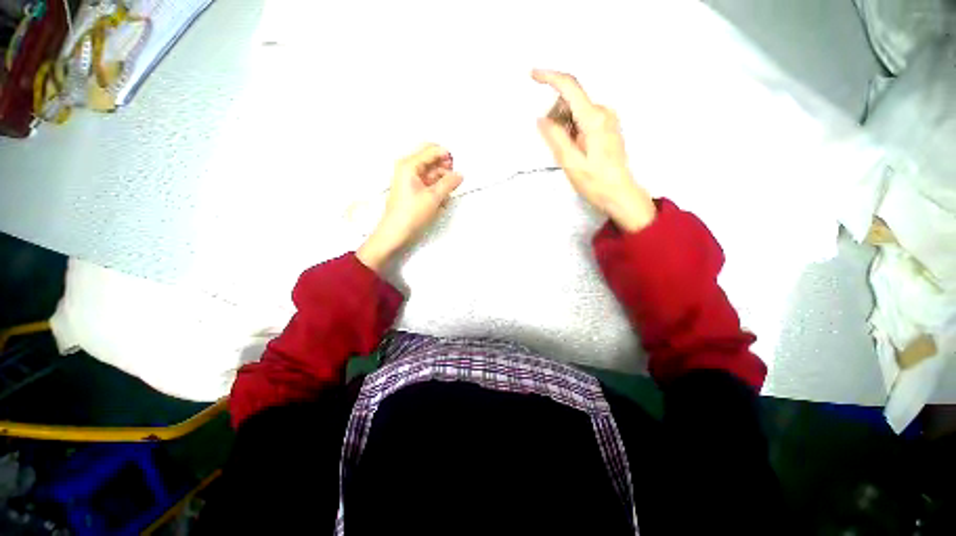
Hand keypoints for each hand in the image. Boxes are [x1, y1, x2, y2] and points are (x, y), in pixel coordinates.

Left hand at [357, 143, 462, 271]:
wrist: (395, 233)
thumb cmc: (409, 215)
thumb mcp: (434, 197)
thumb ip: (449, 183)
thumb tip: (459, 175)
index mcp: (409, 164)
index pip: (432, 150)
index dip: (447, 156)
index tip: (458, 167)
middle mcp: (407, 168)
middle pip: (432, 160)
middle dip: (445, 170)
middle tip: (454, 181)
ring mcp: (409, 179)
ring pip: (432, 173)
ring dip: (442, 182)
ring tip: (447, 196)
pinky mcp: (412, 190)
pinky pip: (428, 183)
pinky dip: (436, 190)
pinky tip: (441, 201)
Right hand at [533, 69, 655, 232]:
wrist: (620, 194)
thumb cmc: (596, 182)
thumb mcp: (570, 162)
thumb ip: (555, 138)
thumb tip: (541, 119)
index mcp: (594, 119)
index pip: (570, 88)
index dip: (550, 78)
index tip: (533, 75)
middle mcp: (603, 112)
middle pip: (571, 101)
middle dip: (556, 116)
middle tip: (557, 145)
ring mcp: (607, 119)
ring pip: (575, 111)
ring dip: (564, 126)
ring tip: (569, 152)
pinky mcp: (607, 127)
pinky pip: (583, 119)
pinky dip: (572, 130)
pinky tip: (575, 149)